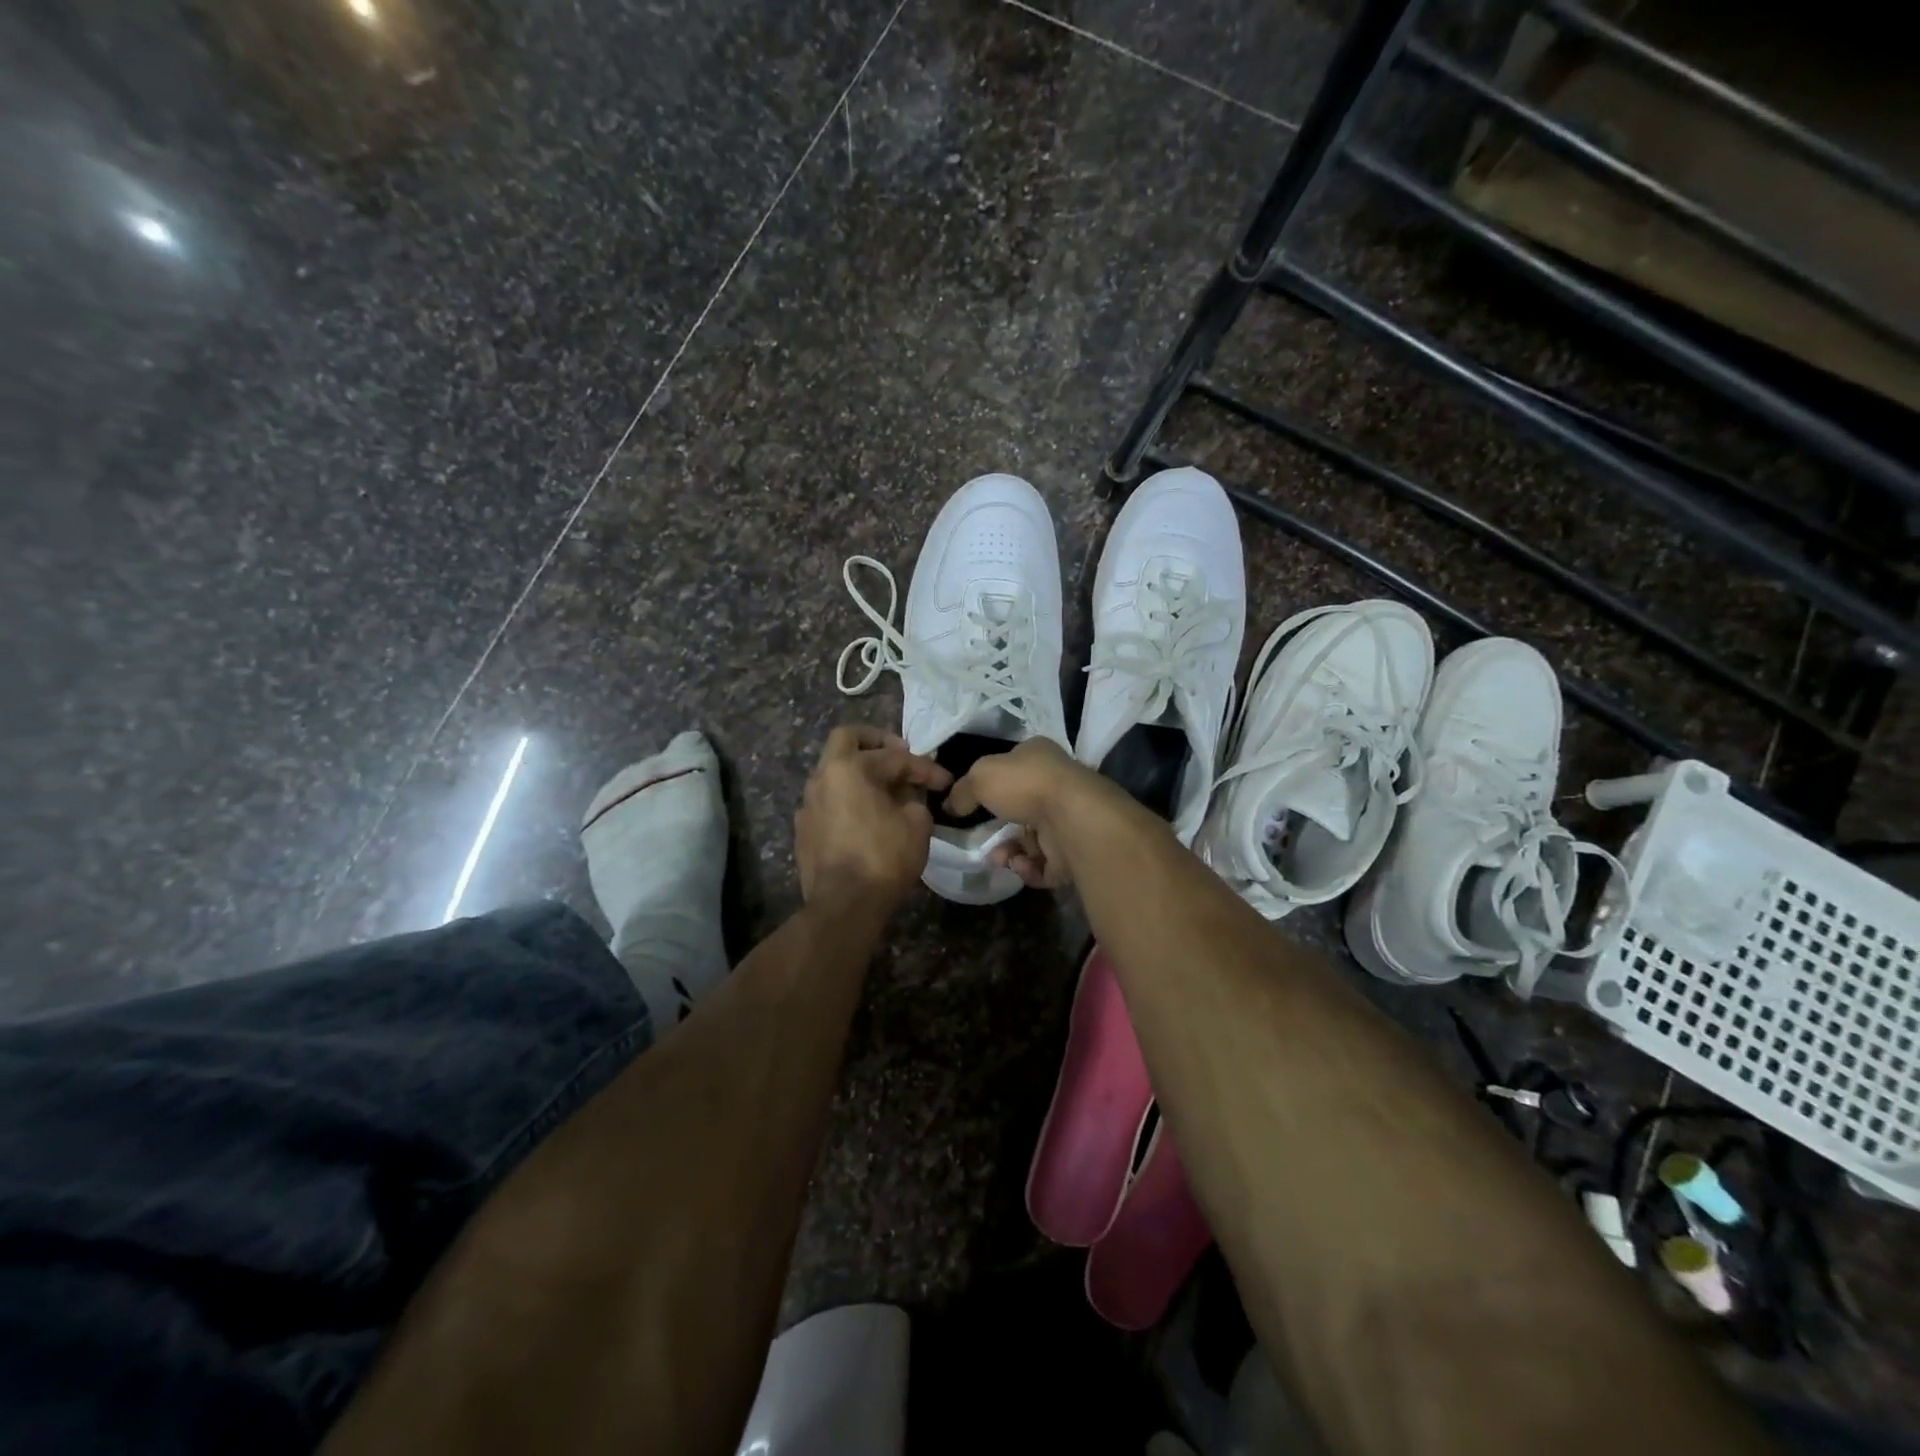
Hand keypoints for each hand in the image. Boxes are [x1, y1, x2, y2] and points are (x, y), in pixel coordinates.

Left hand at [795, 726, 951, 909]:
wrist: (844, 905)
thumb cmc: (884, 858)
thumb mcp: (917, 824)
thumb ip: (915, 799)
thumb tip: (908, 797)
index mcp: (849, 768)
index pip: (894, 757)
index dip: (924, 768)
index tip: (944, 781)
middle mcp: (822, 777)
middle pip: (846, 739)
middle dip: (875, 741)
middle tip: (899, 753)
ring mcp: (808, 804)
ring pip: (834, 771)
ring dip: (859, 772)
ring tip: (886, 789)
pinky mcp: (804, 829)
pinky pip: (828, 800)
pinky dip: (848, 798)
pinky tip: (865, 816)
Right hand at [943, 737, 1114, 890]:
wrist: (1072, 819)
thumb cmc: (1026, 785)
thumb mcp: (980, 777)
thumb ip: (962, 790)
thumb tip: (950, 805)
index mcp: (1039, 757)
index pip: (1011, 768)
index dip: (989, 785)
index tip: (969, 805)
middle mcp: (1057, 786)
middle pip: (1018, 810)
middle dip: (996, 829)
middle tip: (981, 840)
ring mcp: (1067, 820)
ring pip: (1029, 841)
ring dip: (1009, 852)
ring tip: (1001, 857)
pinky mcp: (1074, 853)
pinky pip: (1043, 865)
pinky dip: (1028, 868)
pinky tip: (1021, 864)